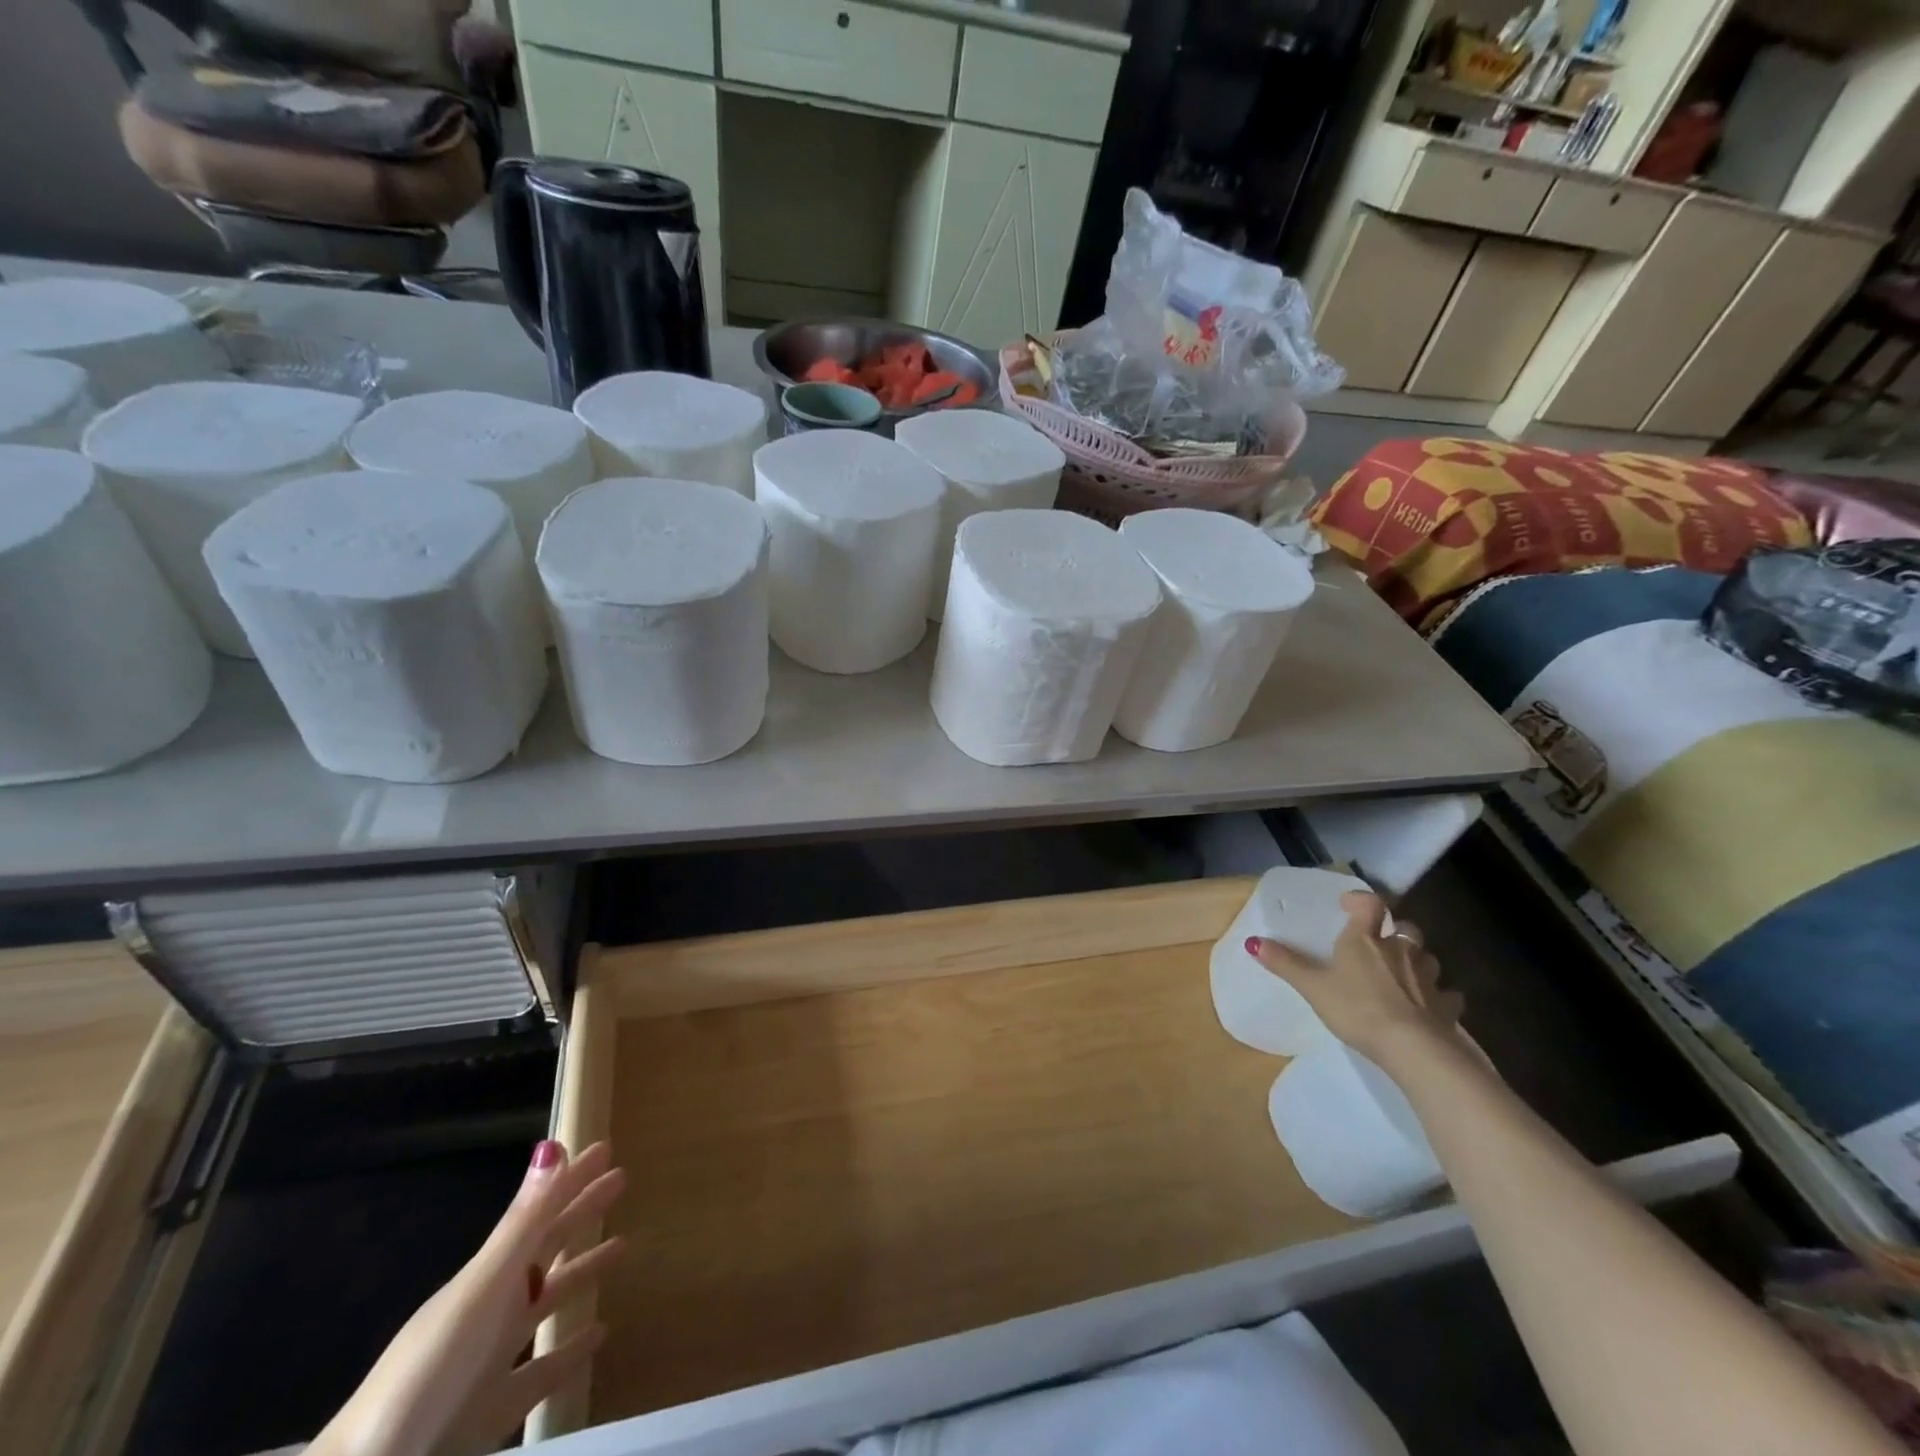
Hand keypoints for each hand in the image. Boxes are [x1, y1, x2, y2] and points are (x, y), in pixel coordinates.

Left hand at [310, 1140, 625, 1455]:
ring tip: (622, 1247)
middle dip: (582, 1212)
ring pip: (547, 1301)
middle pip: (546, 1248)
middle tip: (621, 1179)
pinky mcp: (496, 1410)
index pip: (541, 1213)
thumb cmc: (433, 1371)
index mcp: (489, 1275)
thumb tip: (551, 1146)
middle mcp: (492, 1307)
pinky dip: (571, 1348)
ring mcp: (493, 1360)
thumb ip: (523, 1222)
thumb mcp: (484, 1288)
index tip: (606, 1148)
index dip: (572, 1180)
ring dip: (581, 1271)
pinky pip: (543, 1367)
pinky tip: (599, 1336)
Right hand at [1247, 890, 1464, 1066]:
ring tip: (1405, 973)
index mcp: (1366, 940)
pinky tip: (1432, 1007)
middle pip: (1405, 928)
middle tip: (1381, 942)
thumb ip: (1285, 963)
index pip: (1369, 904)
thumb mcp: (1312, 986)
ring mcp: (1428, 978)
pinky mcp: (1446, 1007)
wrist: (1413, 1048)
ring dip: (1418, 960)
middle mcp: (1400, 950)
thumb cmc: (1357, 1008)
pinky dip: (1440, 997)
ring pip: (1428, 958)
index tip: (1348, 905)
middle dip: (1395, 930)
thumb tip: (1252, 941)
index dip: (1360, 900)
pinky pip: (1447, 996)